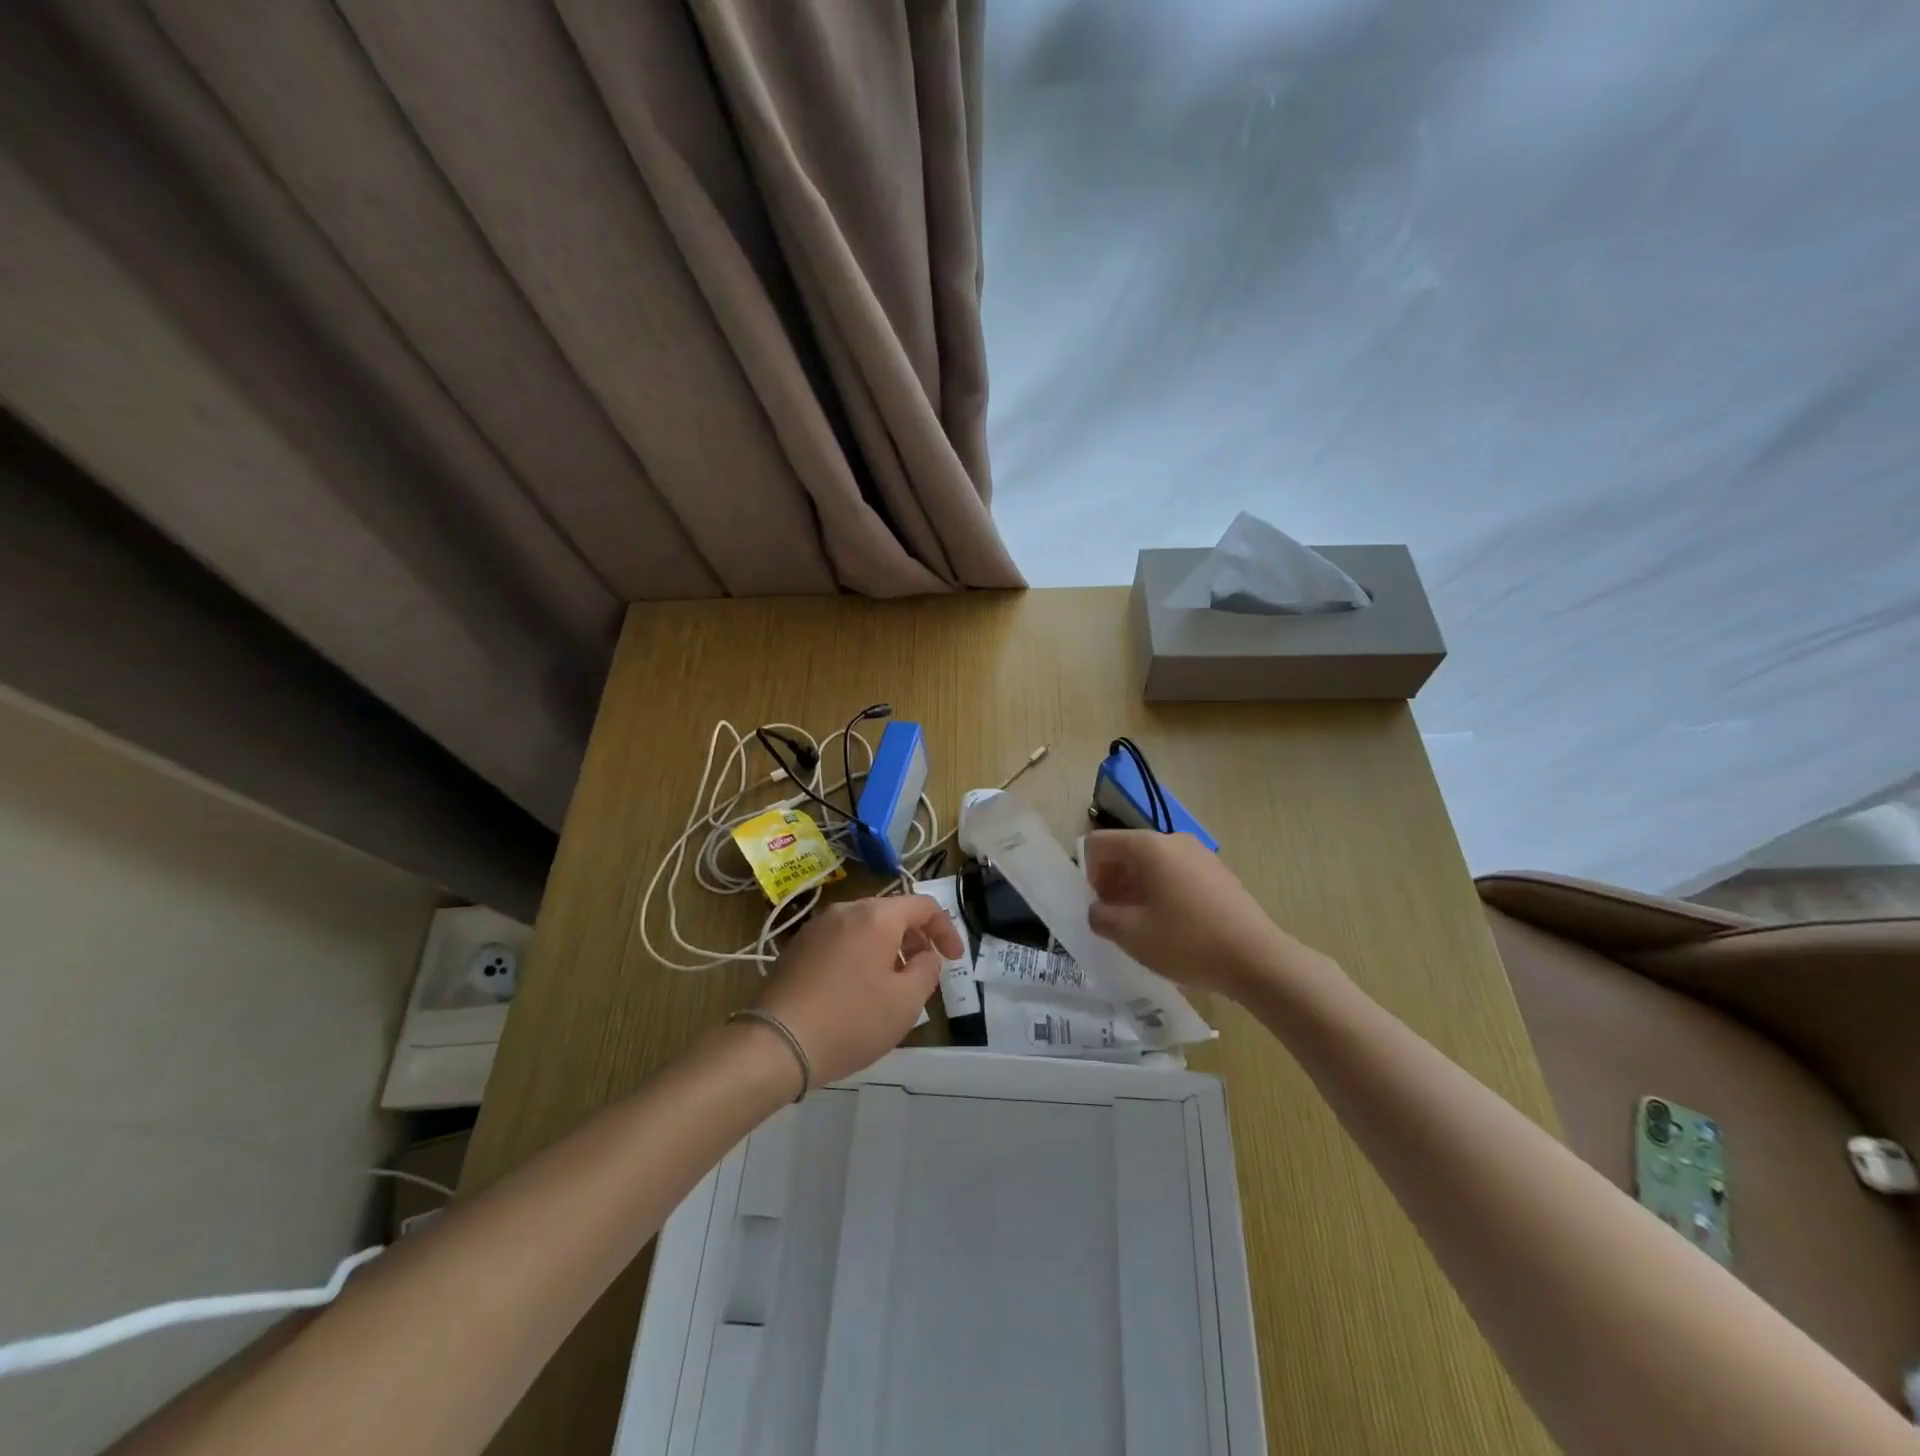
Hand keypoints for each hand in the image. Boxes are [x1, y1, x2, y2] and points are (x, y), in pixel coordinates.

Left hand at [752, 894, 962, 1085]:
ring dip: (887, 949)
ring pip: (864, 928)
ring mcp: (816, 927)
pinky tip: (856, 991)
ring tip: (892, 985)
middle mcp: (845, 910)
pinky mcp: (797, 948)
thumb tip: (926, 956)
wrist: (775, 1043)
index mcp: (876, 916)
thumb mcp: (906, 1002)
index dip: (946, 930)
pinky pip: (840, 942)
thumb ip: (928, 970)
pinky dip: (859, 956)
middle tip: (925, 973)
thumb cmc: (850, 1021)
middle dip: (915, 940)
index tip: (954, 960)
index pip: (923, 906)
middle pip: (892, 913)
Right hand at [1083, 830, 1331, 1001]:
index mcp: (1148, 846)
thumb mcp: (1131, 935)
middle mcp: (1173, 840)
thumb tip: (1099, 910)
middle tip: (1117, 921)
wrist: (1258, 960)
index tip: (1100, 907)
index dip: (1088, 875)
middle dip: (1112, 883)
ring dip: (1136, 890)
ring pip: (1151, 864)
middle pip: (1125, 852)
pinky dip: (1162, 893)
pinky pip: (1175, 873)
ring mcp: (1199, 854)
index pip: (1098, 844)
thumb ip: (1100, 917)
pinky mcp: (1217, 872)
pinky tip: (1173, 927)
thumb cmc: (1187, 942)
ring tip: (1144, 928)